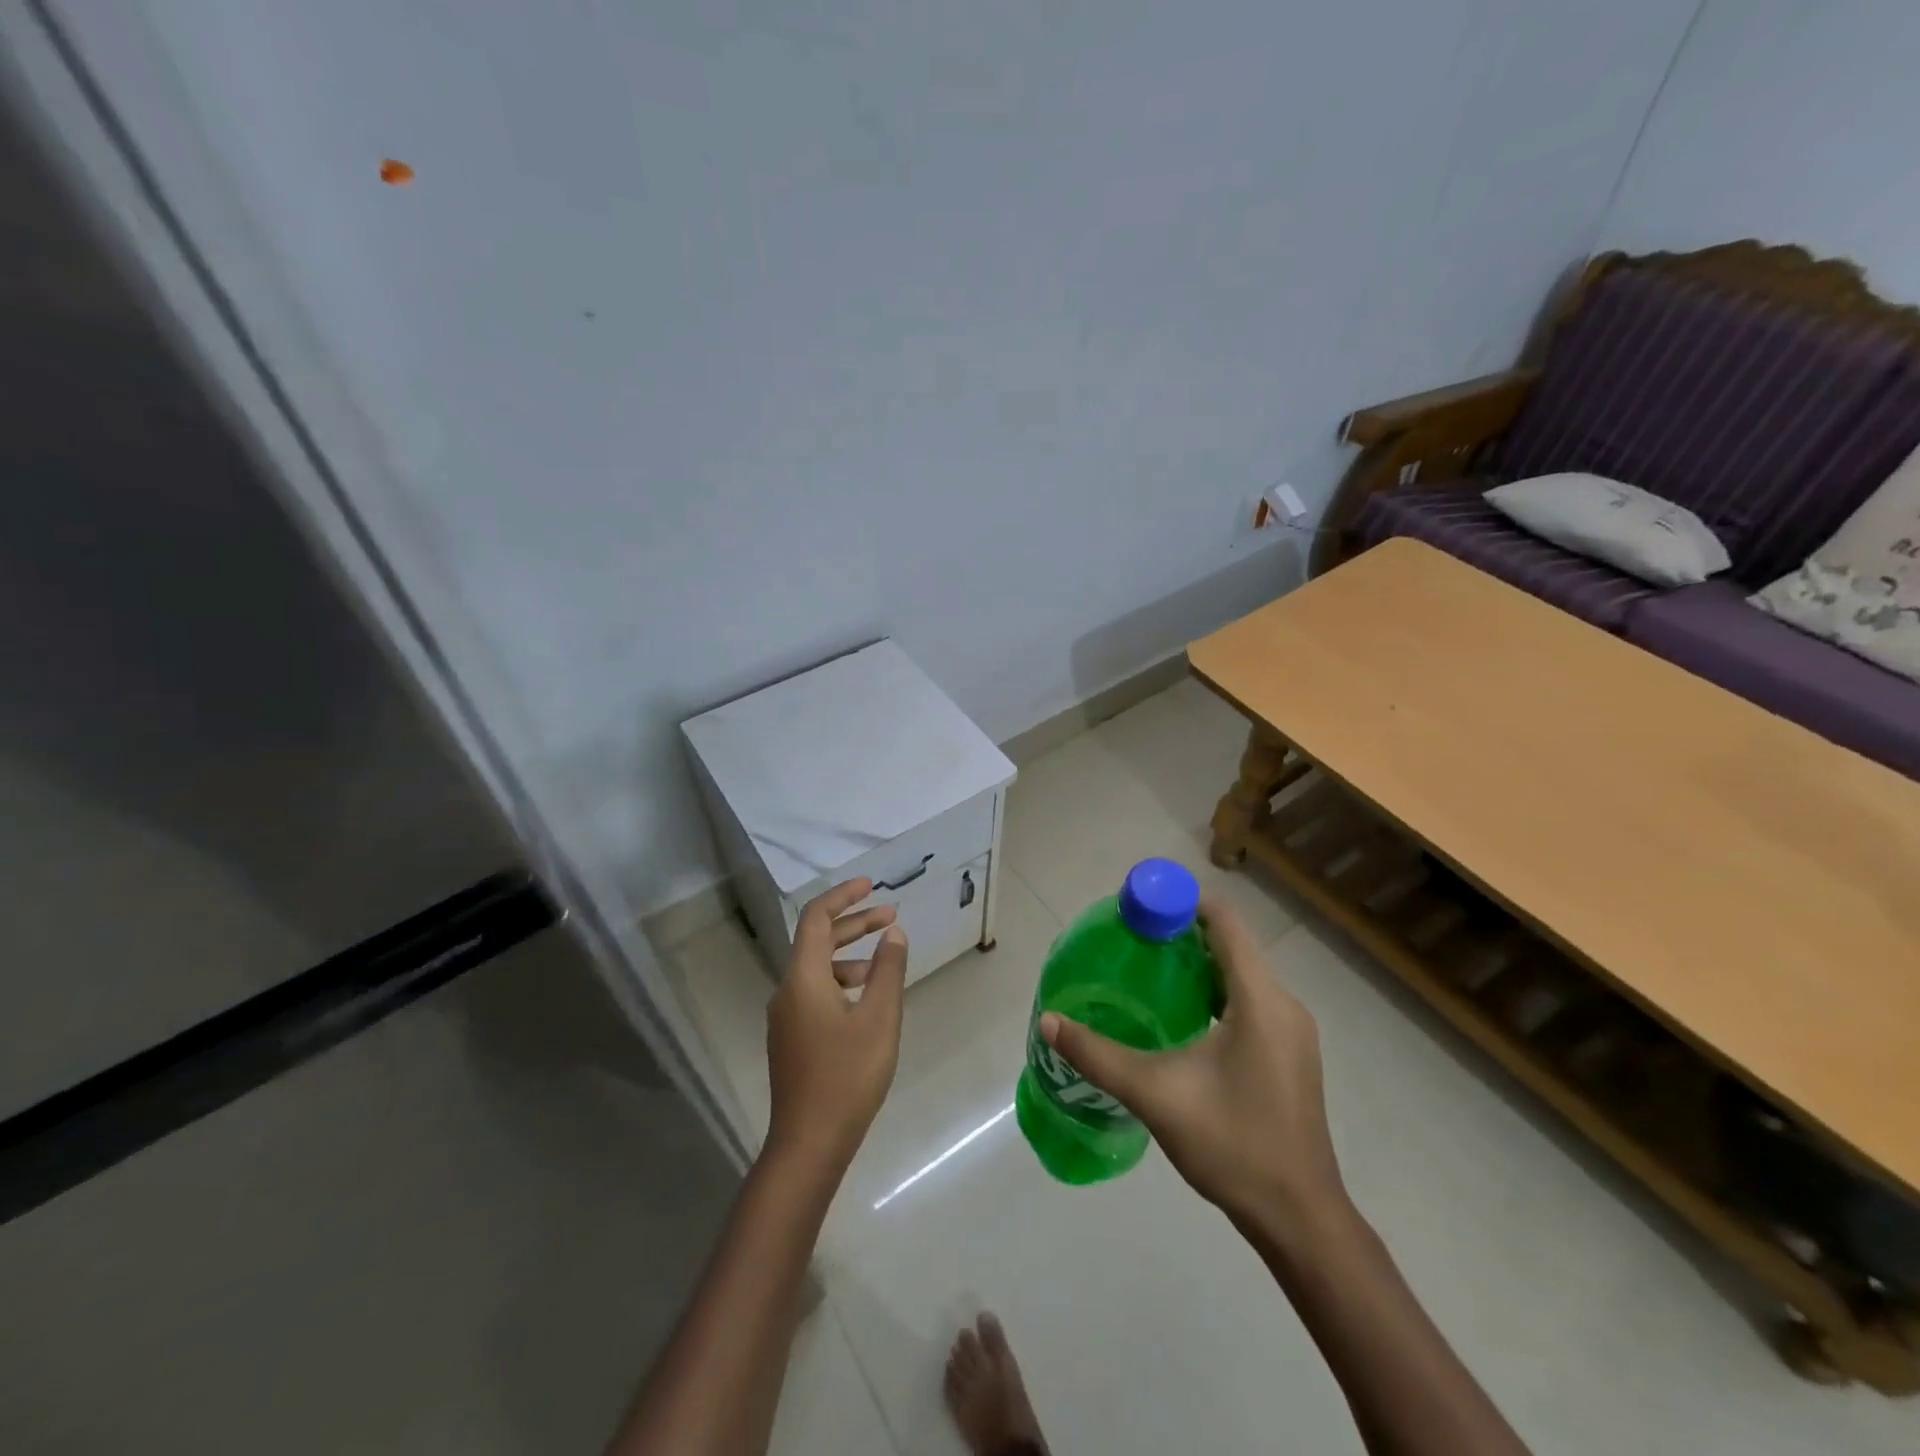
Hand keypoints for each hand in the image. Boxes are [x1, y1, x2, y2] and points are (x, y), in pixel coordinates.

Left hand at [764, 878, 908, 1174]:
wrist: (809, 1144)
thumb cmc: (847, 1076)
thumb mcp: (879, 1018)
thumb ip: (887, 970)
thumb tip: (893, 933)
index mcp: (803, 978)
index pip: (815, 918)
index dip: (843, 896)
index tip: (871, 885)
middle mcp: (787, 990)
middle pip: (817, 941)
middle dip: (853, 923)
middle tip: (890, 916)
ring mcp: (785, 1017)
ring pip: (816, 968)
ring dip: (849, 954)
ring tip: (884, 960)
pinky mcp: (791, 1038)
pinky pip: (815, 992)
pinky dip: (841, 981)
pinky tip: (866, 1000)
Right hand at [1040, 896, 1344, 1233]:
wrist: (1300, 1218)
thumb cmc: (1233, 1145)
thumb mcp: (1156, 1095)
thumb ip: (1098, 1055)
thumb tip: (1050, 1022)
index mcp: (1261, 1000)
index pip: (1225, 922)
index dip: (1182, 903)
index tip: (1139, 907)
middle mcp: (1284, 1004)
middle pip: (1232, 945)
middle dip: (1183, 934)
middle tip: (1133, 939)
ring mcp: (1293, 1031)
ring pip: (1242, 974)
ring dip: (1199, 964)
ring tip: (1150, 969)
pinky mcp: (1291, 1054)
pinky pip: (1251, 1000)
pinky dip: (1217, 991)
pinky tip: (1183, 1015)